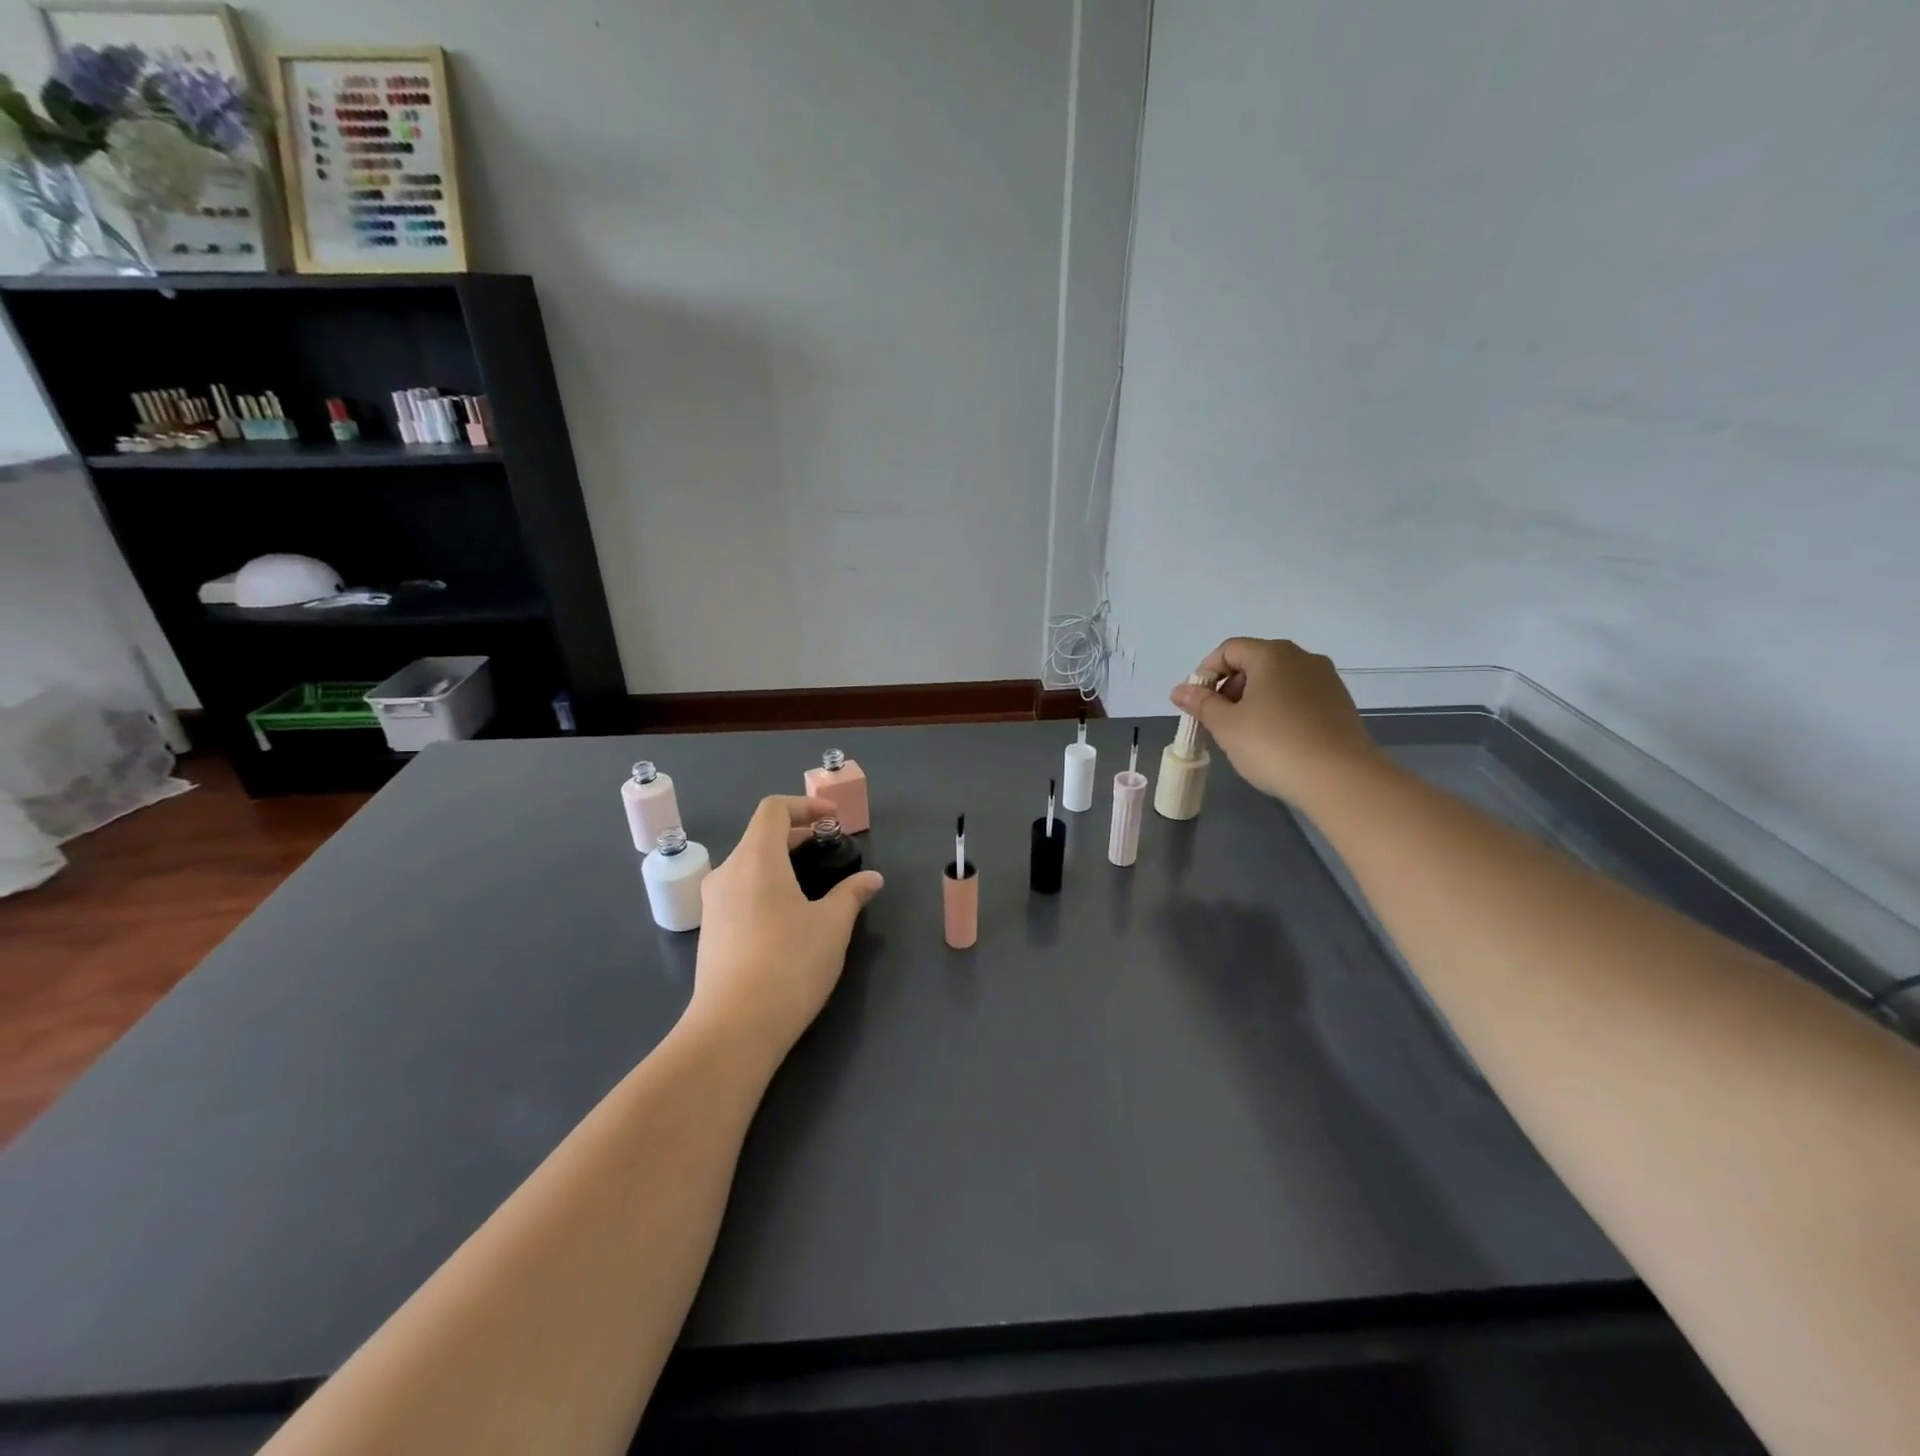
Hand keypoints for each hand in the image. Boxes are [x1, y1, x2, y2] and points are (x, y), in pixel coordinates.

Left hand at [687, 795, 883, 1059]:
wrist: (733, 1028)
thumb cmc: (789, 964)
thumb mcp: (832, 926)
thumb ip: (852, 894)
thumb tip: (872, 879)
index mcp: (756, 858)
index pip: (774, 809)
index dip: (805, 805)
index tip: (833, 821)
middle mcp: (728, 872)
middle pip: (760, 835)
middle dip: (797, 835)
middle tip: (829, 849)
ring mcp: (713, 903)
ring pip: (749, 865)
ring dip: (781, 862)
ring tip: (813, 883)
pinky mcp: (711, 931)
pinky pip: (740, 891)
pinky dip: (766, 886)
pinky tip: (789, 916)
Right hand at [1169, 638, 1384, 810]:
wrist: (1341, 779)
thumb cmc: (1273, 745)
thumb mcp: (1226, 726)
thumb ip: (1201, 703)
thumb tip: (1179, 690)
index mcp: (1272, 654)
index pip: (1229, 650)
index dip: (1206, 673)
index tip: (1196, 704)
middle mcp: (1302, 658)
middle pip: (1254, 662)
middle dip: (1229, 687)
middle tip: (1217, 721)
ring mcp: (1325, 680)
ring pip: (1277, 680)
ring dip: (1253, 700)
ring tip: (1244, 734)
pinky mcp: (1339, 704)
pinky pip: (1298, 697)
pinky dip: (1278, 710)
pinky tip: (1274, 740)